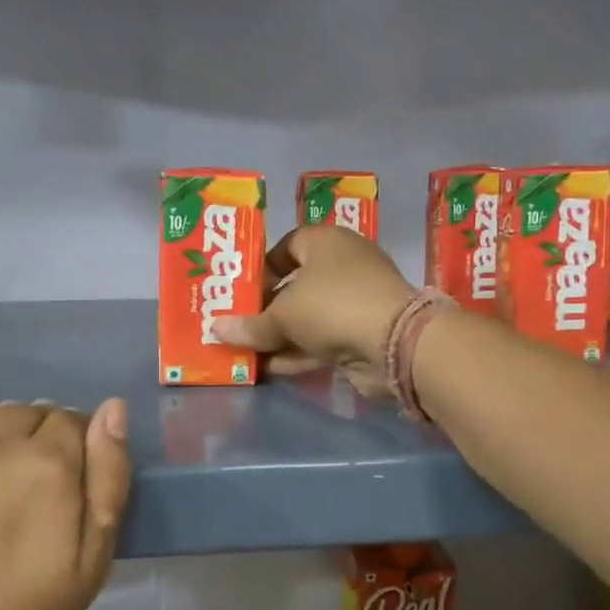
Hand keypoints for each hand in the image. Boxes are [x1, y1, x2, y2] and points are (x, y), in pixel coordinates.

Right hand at [214, 225, 414, 395]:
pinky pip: (321, 339)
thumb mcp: (282, 315)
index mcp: (325, 242)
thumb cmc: (331, 305)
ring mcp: (355, 301)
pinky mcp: (362, 333)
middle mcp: (343, 266)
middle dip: (266, 306)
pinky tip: (268, 367)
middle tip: (236, 322)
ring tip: (244, 349)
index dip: (262, 265)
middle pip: (296, 283)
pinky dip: (298, 351)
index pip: (287, 244)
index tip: (240, 288)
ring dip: (279, 334)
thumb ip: (250, 324)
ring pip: (308, 316)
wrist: (394, 342)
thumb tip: (215, 329)